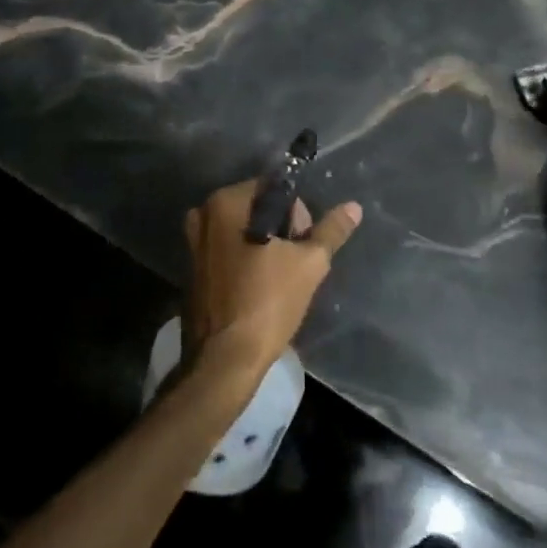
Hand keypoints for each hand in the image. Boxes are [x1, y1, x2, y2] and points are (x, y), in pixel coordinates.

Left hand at [182, 181, 362, 382]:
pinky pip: (227, 249)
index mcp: (226, 202)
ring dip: (265, 245)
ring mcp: (194, 241)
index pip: (275, 188)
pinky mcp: (192, 267)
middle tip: (296, 263)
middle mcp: (204, 213)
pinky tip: (259, 286)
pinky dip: (245, 259)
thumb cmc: (268, 302)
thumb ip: (331, 231)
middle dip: (282, 229)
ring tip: (280, 277)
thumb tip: (353, 207)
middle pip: (257, 207)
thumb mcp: (309, 264)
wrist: (225, 359)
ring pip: (242, 229)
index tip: (305, 244)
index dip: (298, 214)